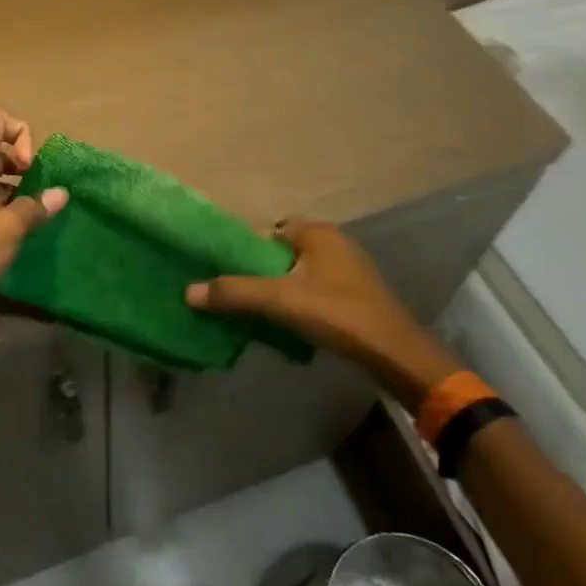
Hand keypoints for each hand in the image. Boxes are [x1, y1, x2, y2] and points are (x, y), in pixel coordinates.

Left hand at [0, 109, 68, 340]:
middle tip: (41, 189)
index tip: (31, 168)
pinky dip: (6, 202)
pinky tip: (23, 226)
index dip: (21, 134)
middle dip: (23, 160)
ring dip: (17, 184)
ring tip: (38, 209)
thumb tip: (61, 193)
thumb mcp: (8, 229)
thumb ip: (36, 206)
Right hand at [186, 218, 462, 404]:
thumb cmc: (339, 314)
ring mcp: (350, 270)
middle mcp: (335, 243)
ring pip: (300, 273)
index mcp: (318, 233)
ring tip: (258, 312)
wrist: (397, 355)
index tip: (229, 272)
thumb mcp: (281, 302)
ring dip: (280, 290)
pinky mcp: (357, 295)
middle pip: (283, 252)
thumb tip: (188, 291)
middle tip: (239, 295)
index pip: (270, 230)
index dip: (248, 249)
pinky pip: (316, 290)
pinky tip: (289, 324)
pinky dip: (299, 302)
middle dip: (261, 272)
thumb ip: (235, 293)